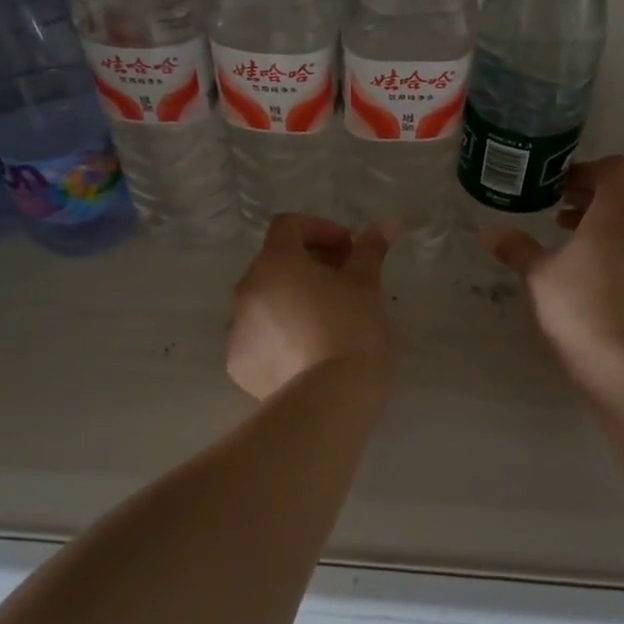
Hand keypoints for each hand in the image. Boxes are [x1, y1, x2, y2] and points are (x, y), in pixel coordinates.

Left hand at [227, 214, 394, 400]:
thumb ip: (370, 249)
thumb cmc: (351, 330)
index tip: (349, 250)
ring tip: (326, 321)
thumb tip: (387, 223)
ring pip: (265, 301)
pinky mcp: (238, 363)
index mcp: (275, 263)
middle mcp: (247, 289)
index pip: (288, 226)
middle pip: (275, 263)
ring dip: (292, 300)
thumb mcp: (366, 285)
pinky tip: (307, 353)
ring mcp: (237, 328)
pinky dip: (279, 335)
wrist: (331, 399)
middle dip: (308, 265)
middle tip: (343, 283)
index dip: (320, 229)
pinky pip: (258, 336)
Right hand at [479, 155, 623, 376]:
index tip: (560, 186)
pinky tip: (585, 277)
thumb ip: (516, 247)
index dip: (588, 170)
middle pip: (620, 198)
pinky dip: (610, 251)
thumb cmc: (576, 307)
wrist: (620, 363)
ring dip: (598, 227)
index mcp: (615, 217)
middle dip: (587, 199)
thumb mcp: (537, 275)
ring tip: (566, 244)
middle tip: (554, 211)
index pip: (616, 170)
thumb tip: (488, 232)